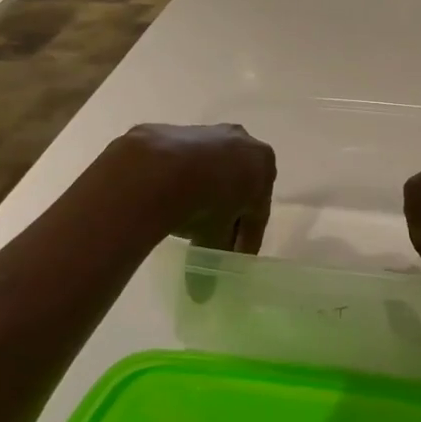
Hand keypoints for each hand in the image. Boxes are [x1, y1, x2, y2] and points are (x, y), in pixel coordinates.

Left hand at [90, 123, 275, 251]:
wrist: (157, 169)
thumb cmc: (204, 204)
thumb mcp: (215, 236)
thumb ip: (215, 254)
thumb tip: (203, 291)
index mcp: (263, 164)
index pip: (259, 210)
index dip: (247, 238)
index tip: (234, 258)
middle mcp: (242, 141)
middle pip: (238, 184)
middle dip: (228, 210)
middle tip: (212, 237)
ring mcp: (208, 132)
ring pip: (211, 169)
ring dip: (203, 191)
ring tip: (185, 220)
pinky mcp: (175, 131)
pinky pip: (182, 162)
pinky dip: (178, 180)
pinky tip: (163, 198)